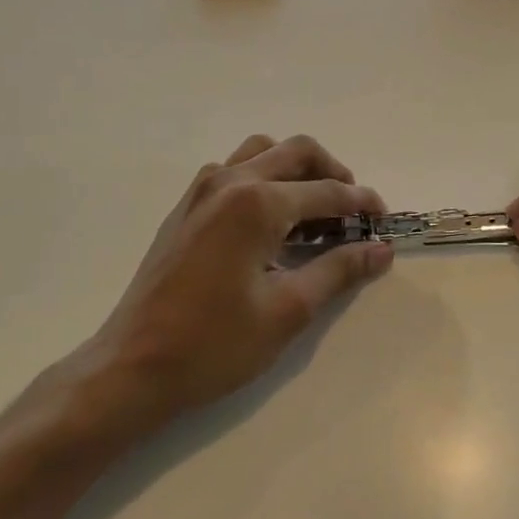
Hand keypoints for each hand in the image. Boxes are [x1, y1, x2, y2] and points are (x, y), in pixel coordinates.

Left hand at [55, 133, 392, 440]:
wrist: (132, 366)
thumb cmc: (214, 344)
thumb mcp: (288, 310)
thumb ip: (338, 270)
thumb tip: (381, 250)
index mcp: (256, 203)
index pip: (326, 191)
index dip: (362, 204)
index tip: (385, 221)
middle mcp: (228, 181)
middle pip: (296, 152)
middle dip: (334, 175)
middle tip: (354, 212)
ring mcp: (200, 191)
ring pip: (262, 153)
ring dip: (296, 171)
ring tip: (315, 214)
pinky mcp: (185, 208)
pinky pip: (234, 172)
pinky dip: (265, 181)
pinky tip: (273, 225)